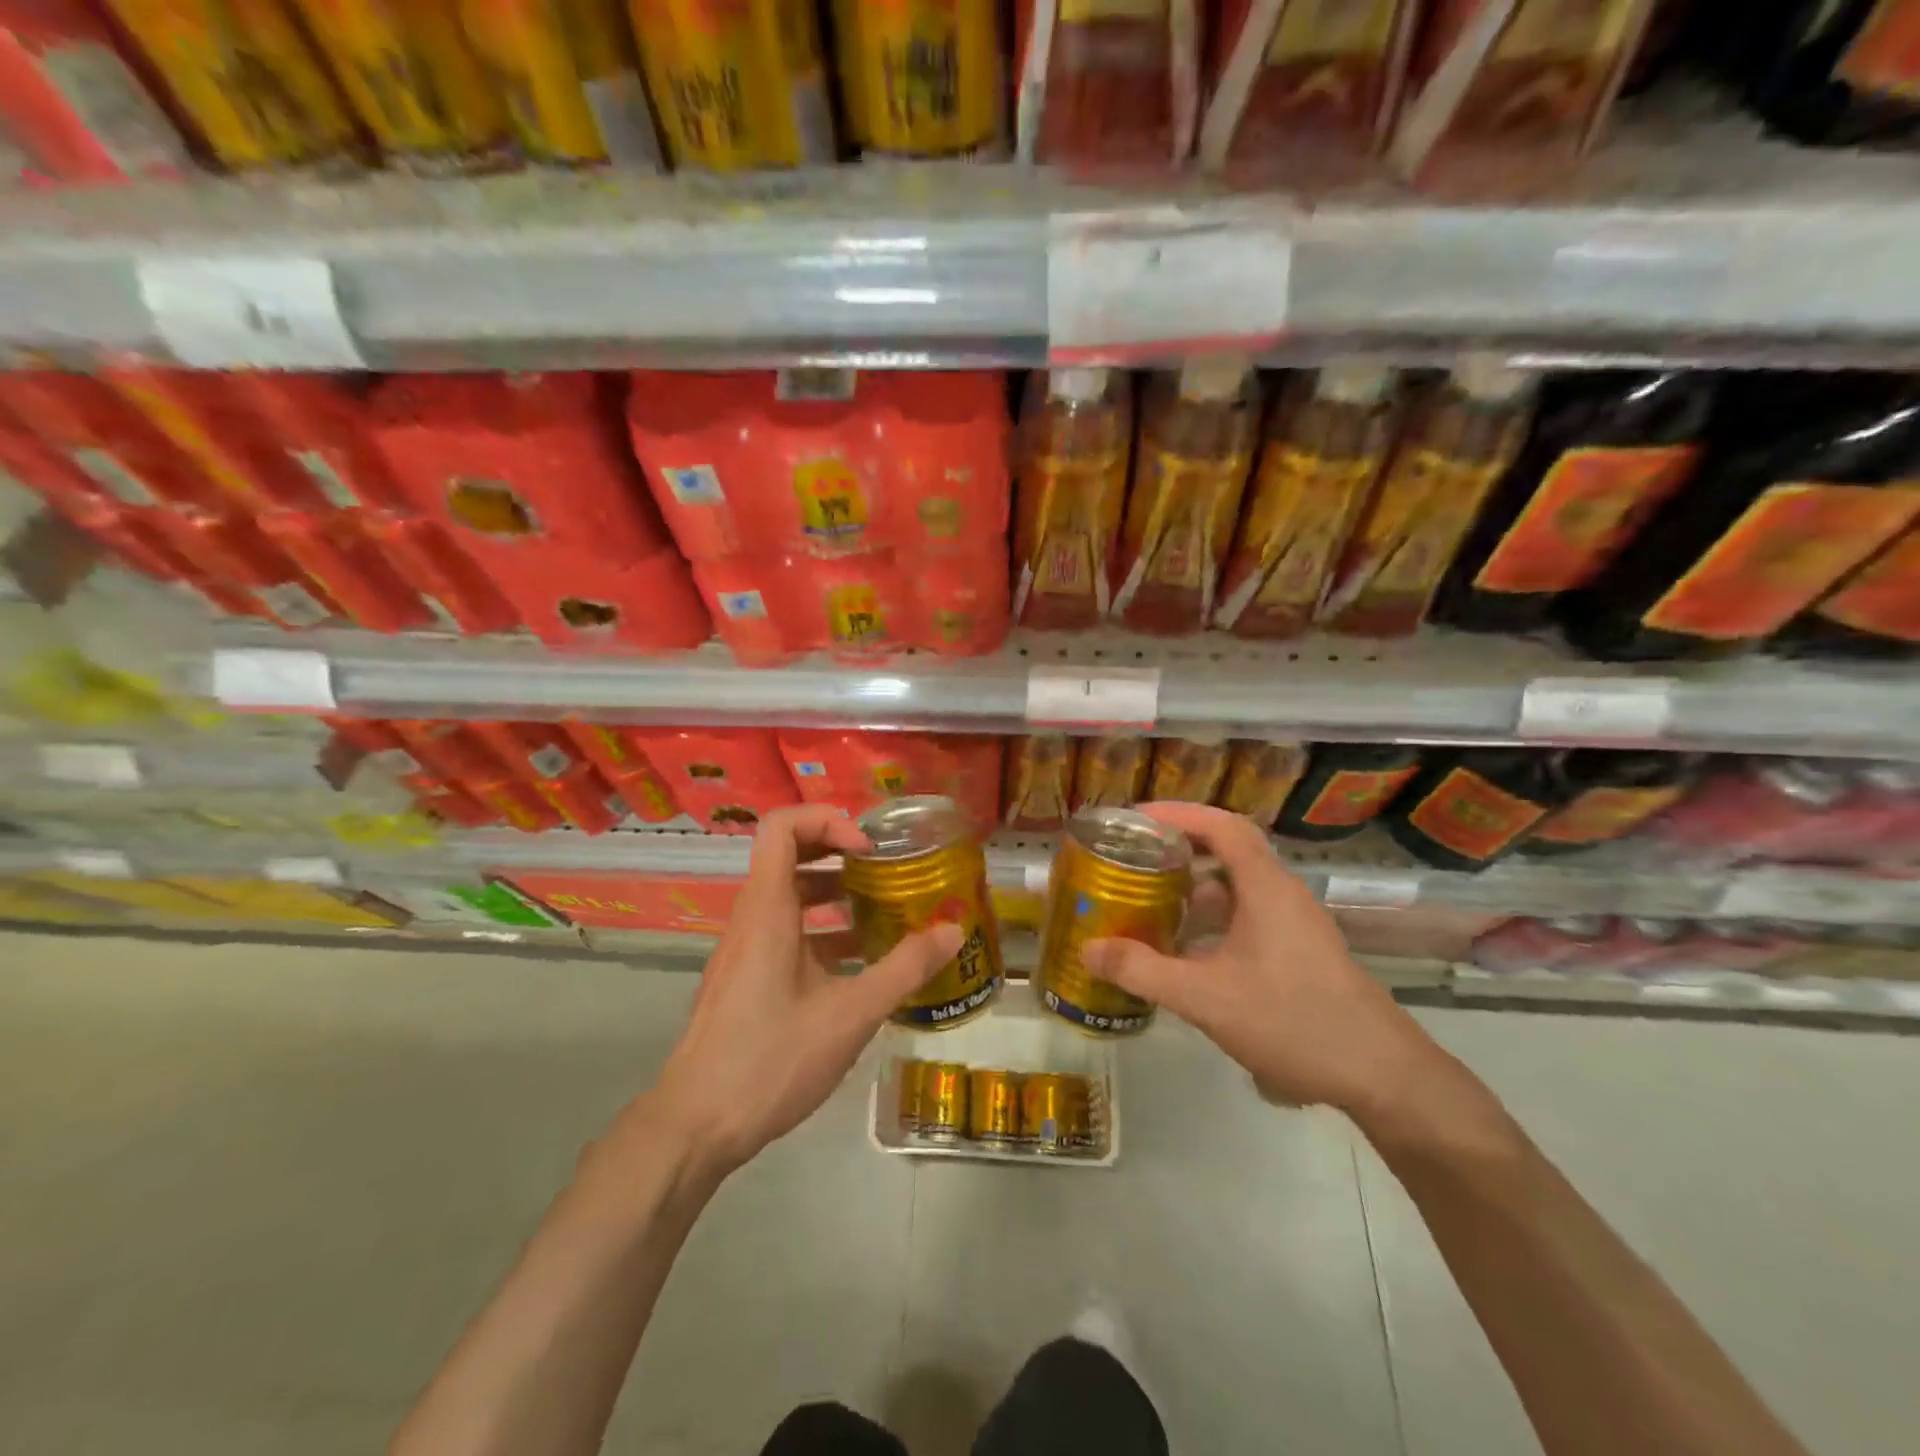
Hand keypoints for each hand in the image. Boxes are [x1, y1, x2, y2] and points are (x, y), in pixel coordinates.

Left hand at [649, 804, 961, 1176]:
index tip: (868, 851)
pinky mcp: (747, 979)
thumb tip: (954, 930)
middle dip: (839, 853)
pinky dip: (823, 932)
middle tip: (885, 870)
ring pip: (790, 897)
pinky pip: (786, 933)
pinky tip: (861, 965)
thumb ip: (905, 968)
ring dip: (835, 894)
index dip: (828, 821)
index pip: (782, 826)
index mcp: (767, 909)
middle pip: (789, 854)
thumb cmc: (771, 1060)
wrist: (696, 1127)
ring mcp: (745, 949)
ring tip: (884, 911)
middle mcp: (751, 918)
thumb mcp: (850, 1014)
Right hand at [1081, 801, 1437, 1118]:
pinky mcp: (1300, 954)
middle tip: (1132, 860)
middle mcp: (1282, 896)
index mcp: (1266, 888)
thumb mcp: (1207, 998)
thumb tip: (1088, 948)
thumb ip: (1144, 971)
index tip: (1136, 819)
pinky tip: (1186, 955)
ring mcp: (1295, 926)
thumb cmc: (1294, 1021)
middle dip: (1178, 850)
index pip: (1222, 826)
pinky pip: (1247, 919)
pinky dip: (1212, 923)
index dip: (1179, 813)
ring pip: (1237, 890)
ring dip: (1194, 890)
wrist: (1383, 1076)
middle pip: (1227, 852)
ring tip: (1149, 904)